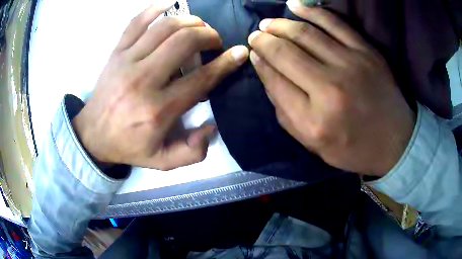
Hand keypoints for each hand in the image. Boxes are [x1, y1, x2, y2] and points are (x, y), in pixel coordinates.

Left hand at [73, 3, 248, 169]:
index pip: (200, 78)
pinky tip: (170, 4)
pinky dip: (155, 8)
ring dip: (189, 21)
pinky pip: (136, 22)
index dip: (225, 63)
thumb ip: (192, 152)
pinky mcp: (116, 52)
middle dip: (208, 35)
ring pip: (165, 27)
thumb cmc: (128, 146)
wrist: (93, 134)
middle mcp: (143, 80)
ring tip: (198, 27)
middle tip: (214, 41)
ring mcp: (127, 61)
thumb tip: (212, 126)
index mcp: (158, 109)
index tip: (240, 52)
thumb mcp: (162, 161)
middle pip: (184, 42)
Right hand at [248, 2, 414, 176]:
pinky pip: (334, 22)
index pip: (275, 81)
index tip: (253, 53)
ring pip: (305, 34)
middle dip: (264, 41)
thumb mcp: (314, 145)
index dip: (260, 63)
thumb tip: (267, 74)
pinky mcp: (366, 52)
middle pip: (285, 54)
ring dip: (280, 25)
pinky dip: (311, 10)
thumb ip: (286, 113)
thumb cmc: (354, 149)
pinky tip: (293, 5)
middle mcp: (330, 90)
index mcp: (313, 121)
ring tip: (268, 23)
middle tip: (255, 35)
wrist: (394, 142)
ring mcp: (351, 65)